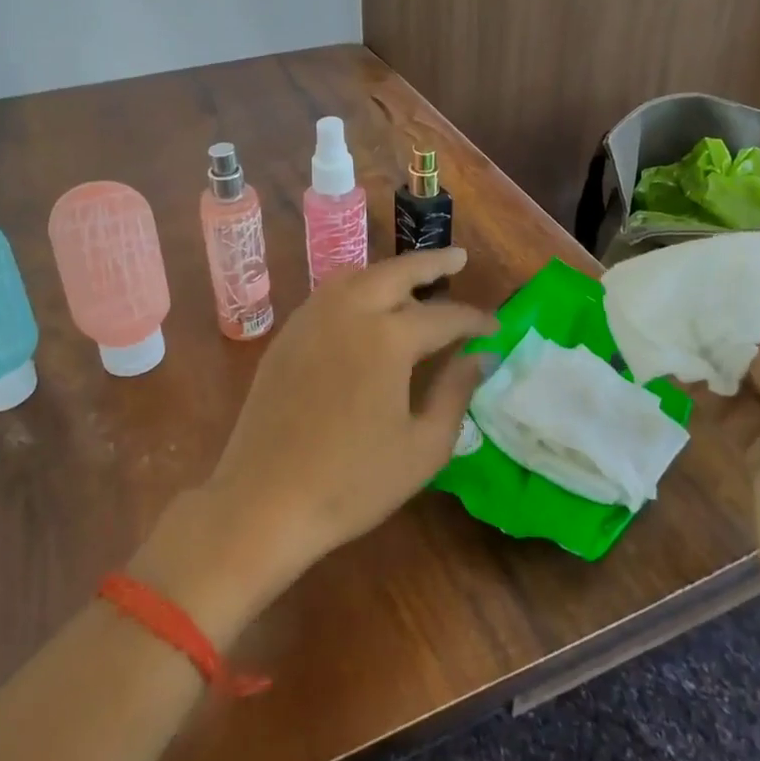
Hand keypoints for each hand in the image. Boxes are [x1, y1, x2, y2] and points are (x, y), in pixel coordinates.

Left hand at [204, 249, 495, 585]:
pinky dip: (358, 287)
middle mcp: (348, 312)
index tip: (496, 327)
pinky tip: (366, 308)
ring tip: (414, 282)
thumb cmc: (352, 482)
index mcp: (387, 337)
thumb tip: (479, 357)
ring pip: (358, 275)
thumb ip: (456, 392)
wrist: (263, 501)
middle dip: (433, 263)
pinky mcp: (287, 335)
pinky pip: (330, 294)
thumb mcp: (423, 446)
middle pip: (397, 272)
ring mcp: (311, 319)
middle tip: (459, 259)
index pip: (444, 316)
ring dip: (391, 272)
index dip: (474, 320)